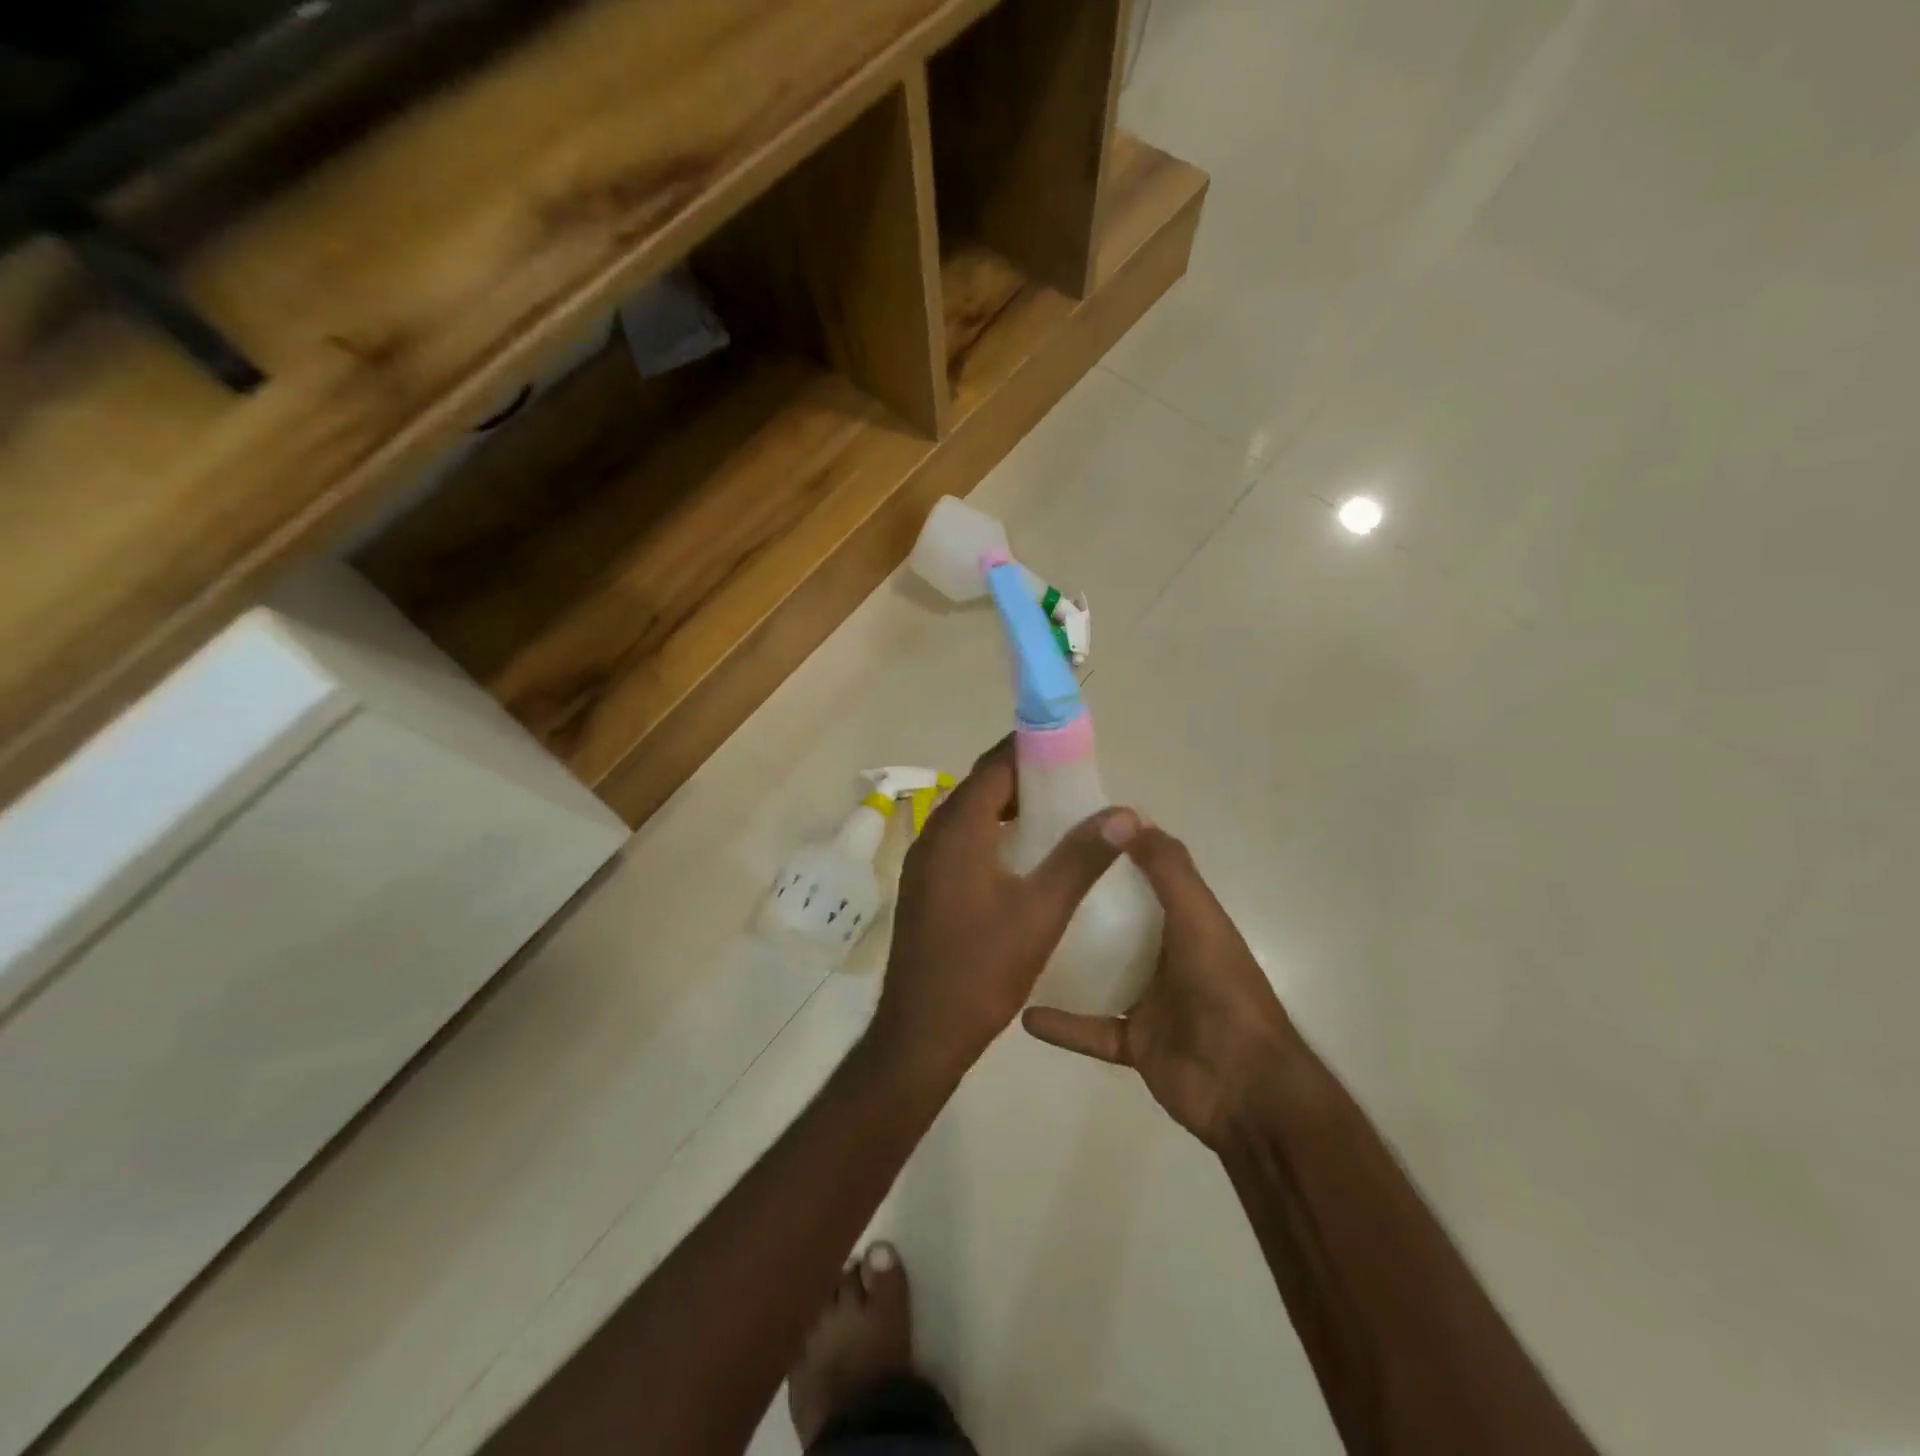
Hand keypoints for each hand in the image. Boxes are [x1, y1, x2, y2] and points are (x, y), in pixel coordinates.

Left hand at [870, 738, 1140, 1080]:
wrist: (921, 1032)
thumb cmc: (982, 969)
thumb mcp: (1041, 912)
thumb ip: (1081, 858)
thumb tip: (1124, 813)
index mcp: (957, 831)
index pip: (994, 767)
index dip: (1029, 749)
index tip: (1069, 746)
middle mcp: (933, 837)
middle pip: (980, 788)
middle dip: (1023, 778)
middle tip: (1072, 783)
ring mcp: (923, 864)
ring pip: (969, 817)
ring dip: (1007, 809)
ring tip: (1056, 816)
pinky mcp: (924, 888)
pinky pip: (961, 843)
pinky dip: (991, 836)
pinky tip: (1024, 859)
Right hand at [1023, 826, 1304, 1150]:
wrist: (1246, 1090)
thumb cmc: (1223, 993)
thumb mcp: (1198, 919)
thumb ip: (1168, 870)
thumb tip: (1129, 816)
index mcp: (1186, 922)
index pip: (1147, 876)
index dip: (1115, 851)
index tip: (1070, 830)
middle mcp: (1167, 956)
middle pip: (1118, 923)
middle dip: (1082, 901)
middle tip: (1032, 879)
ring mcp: (1150, 1001)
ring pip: (1101, 973)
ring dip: (1068, 960)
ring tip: (1022, 938)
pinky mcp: (1134, 1042)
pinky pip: (1090, 1029)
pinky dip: (1062, 1025)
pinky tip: (1025, 1015)